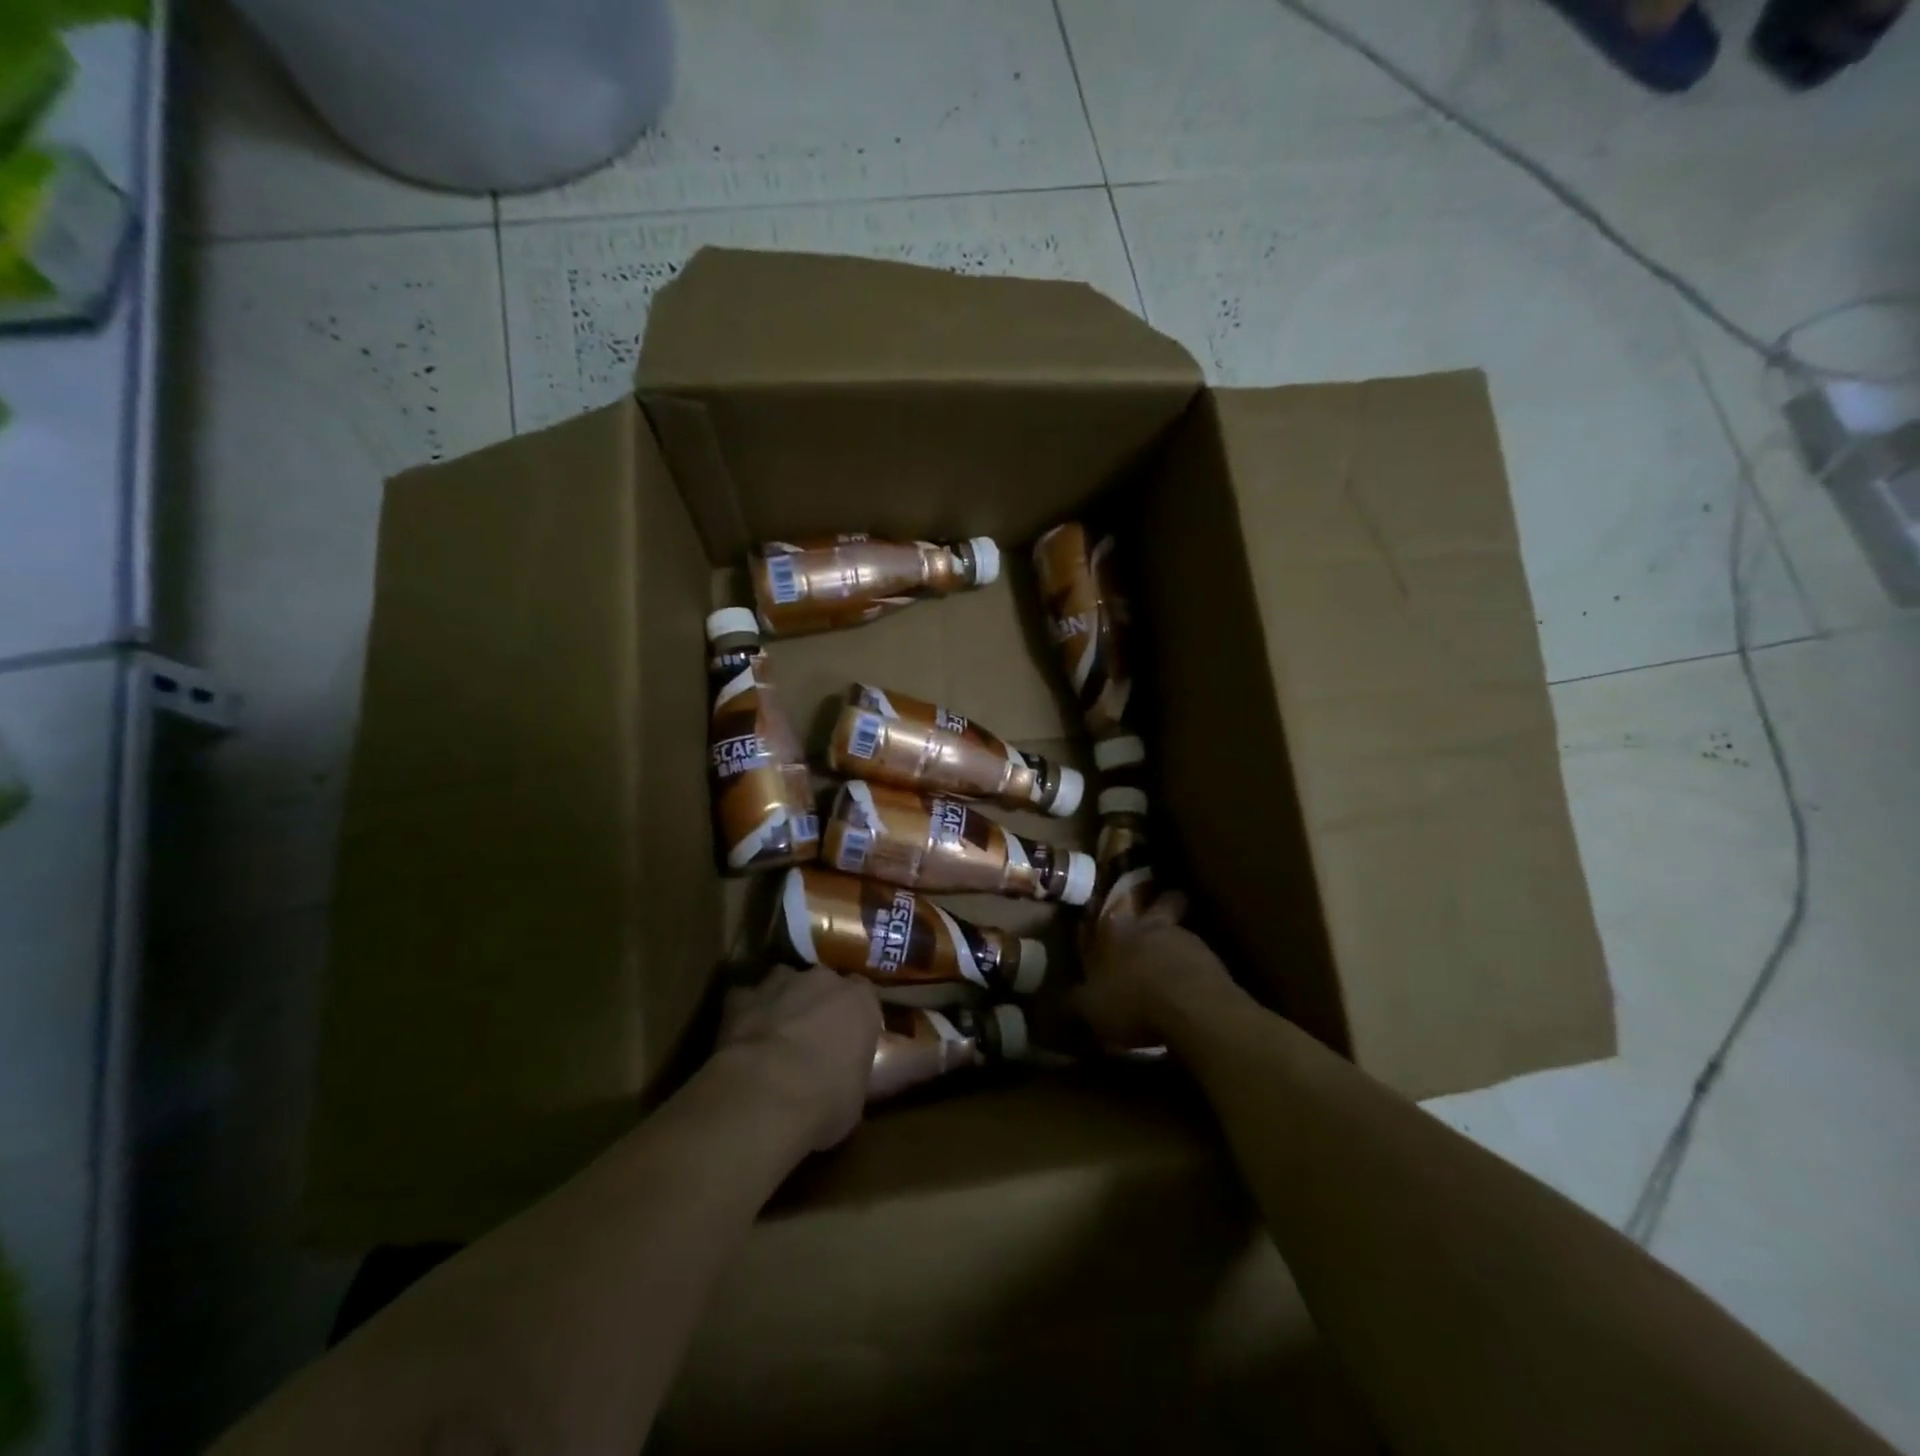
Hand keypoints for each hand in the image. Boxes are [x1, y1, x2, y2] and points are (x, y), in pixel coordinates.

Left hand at [715, 965, 880, 1151]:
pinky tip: (742, 1037)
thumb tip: (848, 1081)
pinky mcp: (740, 998)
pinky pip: (744, 999)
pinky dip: (745, 1014)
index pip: (865, 996)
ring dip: (783, 1002)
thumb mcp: (857, 1097)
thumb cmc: (824, 1102)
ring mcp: (779, 984)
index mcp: (860, 1002)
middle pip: (824, 983)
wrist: (764, 1097)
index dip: (855, 1017)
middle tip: (813, 1038)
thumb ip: (854, 1074)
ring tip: (776, 1034)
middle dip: (819, 1004)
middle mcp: (823, 981)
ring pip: (783, 982)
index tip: (850, 1039)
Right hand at [1076, 894, 1239, 1050]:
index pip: (1113, 907)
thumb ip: (1075, 1002)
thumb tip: (1057, 1002)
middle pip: (1163, 902)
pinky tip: (1190, 988)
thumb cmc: (1132, 1000)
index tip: (1116, 906)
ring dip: (1176, 943)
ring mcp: (1187, 941)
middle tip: (1159, 910)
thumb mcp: (1091, 1008)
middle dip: (1161, 903)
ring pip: (1182, 931)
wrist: (1192, 1009)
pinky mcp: (1215, 962)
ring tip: (1173, 964)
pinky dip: (1194, 970)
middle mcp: (1152, 927)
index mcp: (1117, 931)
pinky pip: (1201, 960)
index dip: (1115, 906)